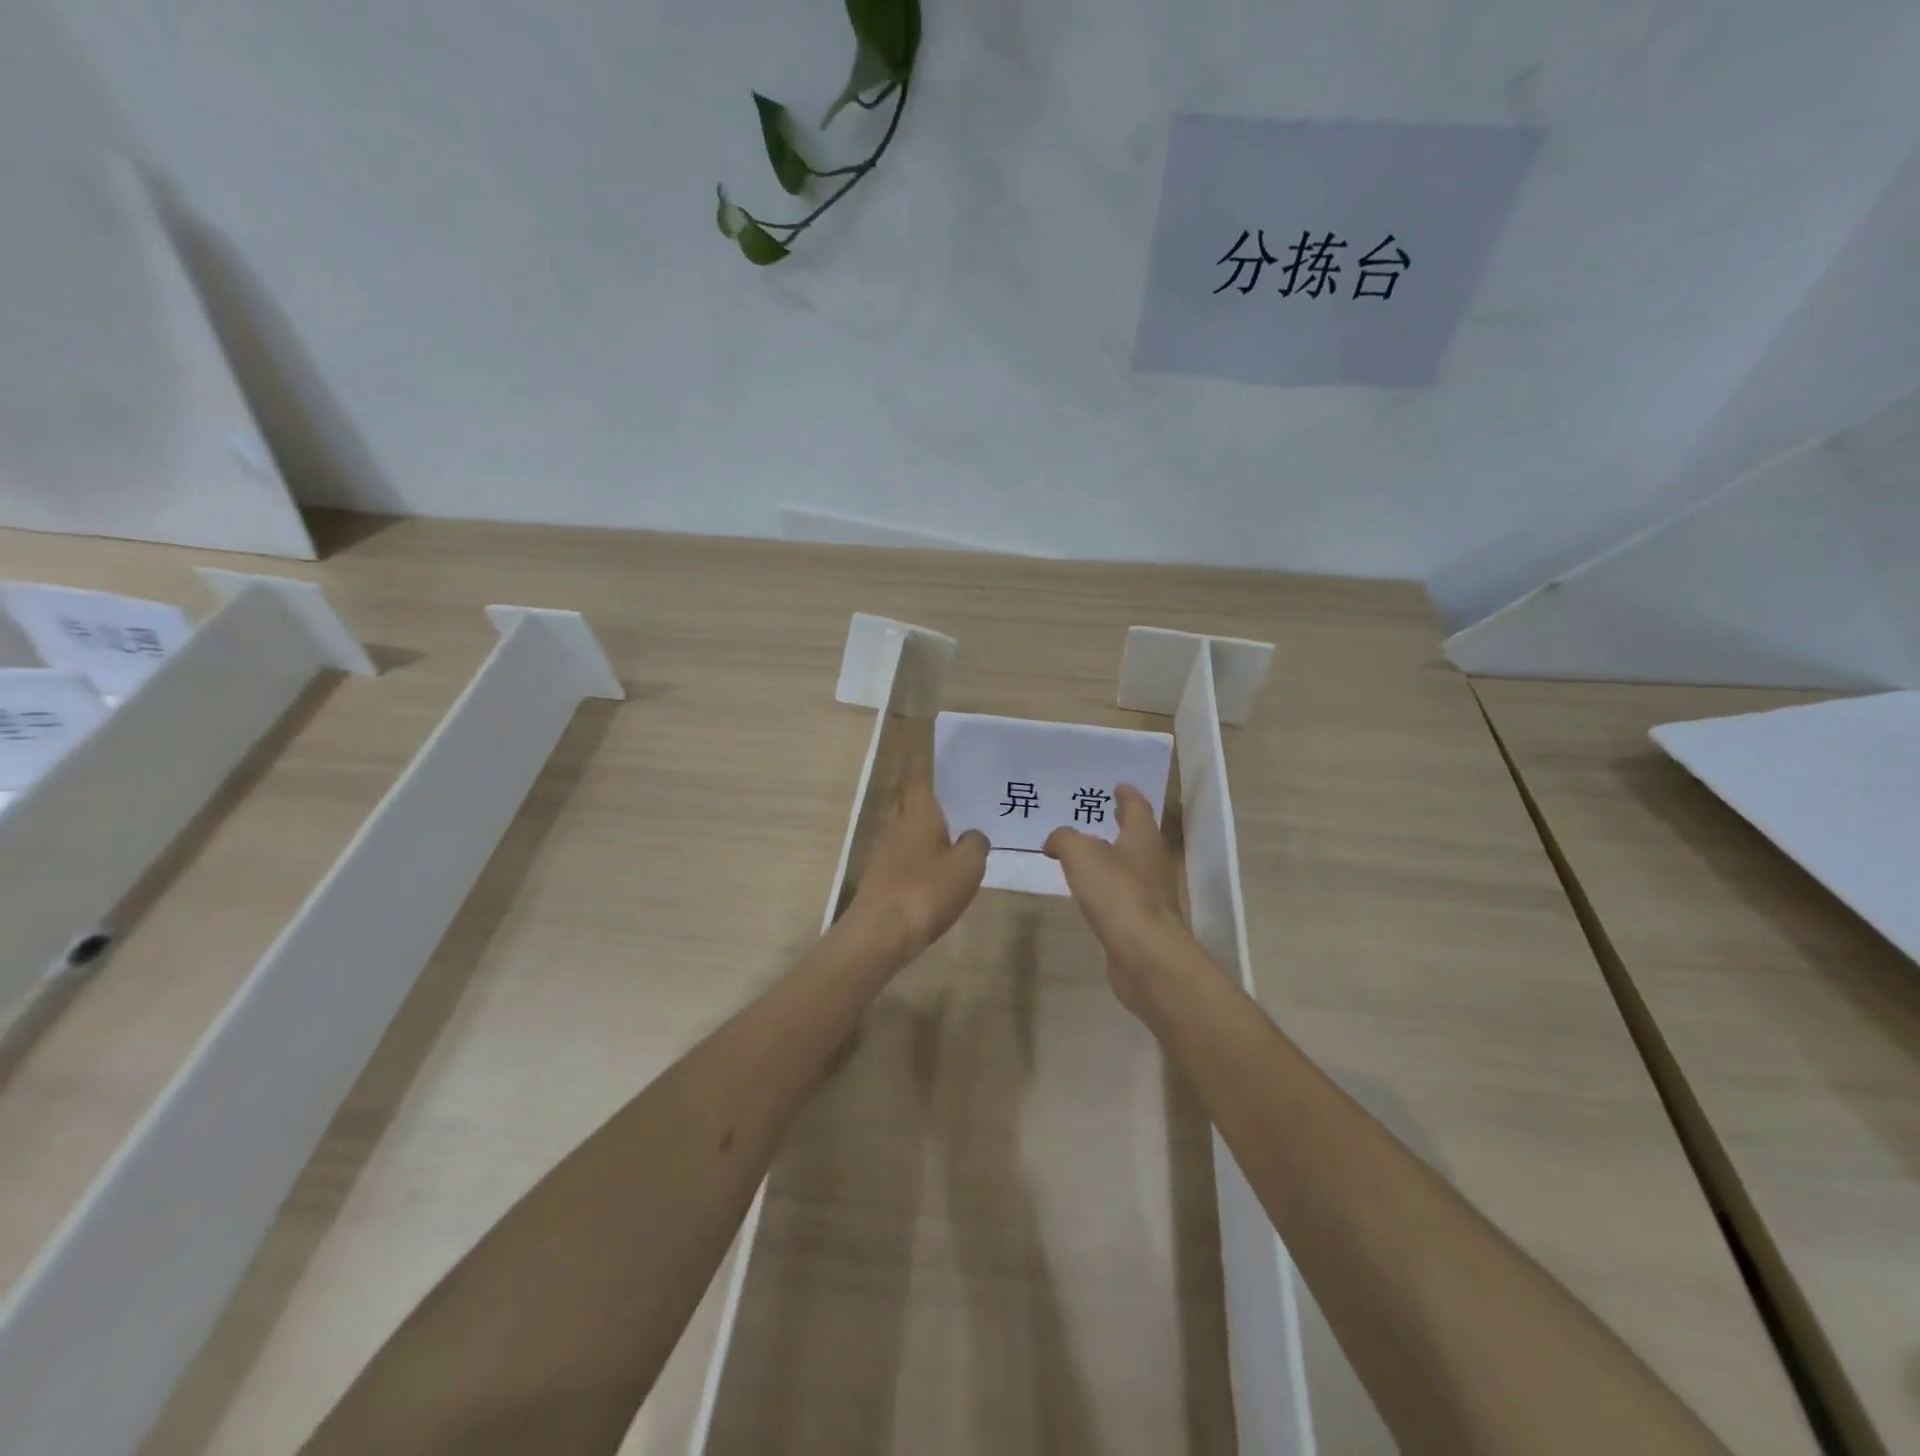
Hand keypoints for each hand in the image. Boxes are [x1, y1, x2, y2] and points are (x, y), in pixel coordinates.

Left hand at [848, 756, 989, 963]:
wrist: (880, 934)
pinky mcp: (883, 879)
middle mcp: (897, 826)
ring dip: (924, 824)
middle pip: (908, 801)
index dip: (922, 761)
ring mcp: (885, 853)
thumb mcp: (967, 865)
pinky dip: (920, 851)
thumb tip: (973, 836)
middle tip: (950, 788)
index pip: (918, 777)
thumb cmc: (926, 890)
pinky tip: (938, 865)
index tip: (925, 745)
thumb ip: (976, 843)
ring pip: (906, 828)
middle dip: (923, 792)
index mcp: (917, 813)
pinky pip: (905, 853)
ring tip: (952, 827)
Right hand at [1044, 784, 1189, 1017]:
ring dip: (1112, 856)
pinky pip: (1122, 895)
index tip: (1118, 786)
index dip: (1127, 795)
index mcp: (1142, 838)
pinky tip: (1090, 891)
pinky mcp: (1142, 922)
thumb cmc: (1117, 893)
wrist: (1145, 955)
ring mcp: (1150, 895)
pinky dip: (1107, 887)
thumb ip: (1064, 839)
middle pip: (1138, 836)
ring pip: (1130, 866)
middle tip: (1103, 813)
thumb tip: (1055, 841)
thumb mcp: (1080, 854)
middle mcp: (1152, 862)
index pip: (1137, 807)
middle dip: (1121, 823)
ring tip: (1087, 852)